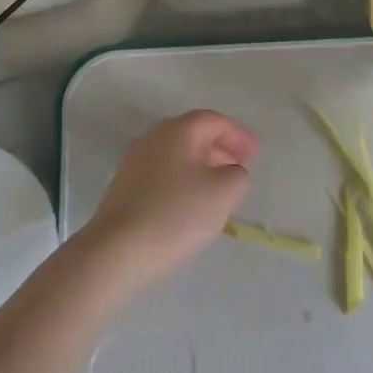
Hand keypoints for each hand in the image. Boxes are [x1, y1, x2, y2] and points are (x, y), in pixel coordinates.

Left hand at [83, 111, 256, 285]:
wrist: (116, 251)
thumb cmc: (176, 214)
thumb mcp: (223, 193)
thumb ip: (237, 175)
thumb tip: (231, 170)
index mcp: (177, 131)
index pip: (214, 120)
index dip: (238, 134)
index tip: (256, 154)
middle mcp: (153, 138)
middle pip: (193, 134)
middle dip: (220, 149)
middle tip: (240, 169)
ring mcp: (134, 162)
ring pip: (177, 155)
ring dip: (201, 166)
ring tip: (219, 190)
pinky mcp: (123, 187)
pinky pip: (162, 174)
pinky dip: (183, 181)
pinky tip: (190, 206)